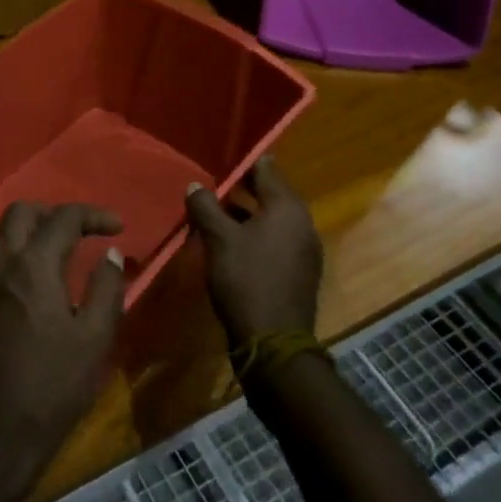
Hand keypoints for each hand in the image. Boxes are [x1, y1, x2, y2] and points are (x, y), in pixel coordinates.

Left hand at [0, 203, 127, 492]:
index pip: (63, 218)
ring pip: (4, 233)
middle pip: (22, 212)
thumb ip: (106, 289)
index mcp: (33, 266)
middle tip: (84, 232)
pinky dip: (20, 251)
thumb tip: (110, 254)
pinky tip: (40, 278)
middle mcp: (3, 264)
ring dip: (34, 229)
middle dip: (55, 212)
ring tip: (64, 249)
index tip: (119, 227)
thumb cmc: (52, 386)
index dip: (93, 214)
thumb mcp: (94, 339)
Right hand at [185, 158, 321, 345]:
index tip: (221, 157)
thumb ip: (206, 207)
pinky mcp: (299, 272)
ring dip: (247, 213)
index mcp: (288, 208)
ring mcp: (305, 250)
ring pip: (273, 219)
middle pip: (272, 194)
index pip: (267, 170)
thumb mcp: (219, 239)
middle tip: (213, 183)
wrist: (274, 344)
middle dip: (243, 188)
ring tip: (215, 211)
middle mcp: (303, 224)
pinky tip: (231, 243)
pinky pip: (276, 240)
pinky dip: (256, 235)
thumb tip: (195, 185)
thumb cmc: (246, 280)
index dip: (244, 162)